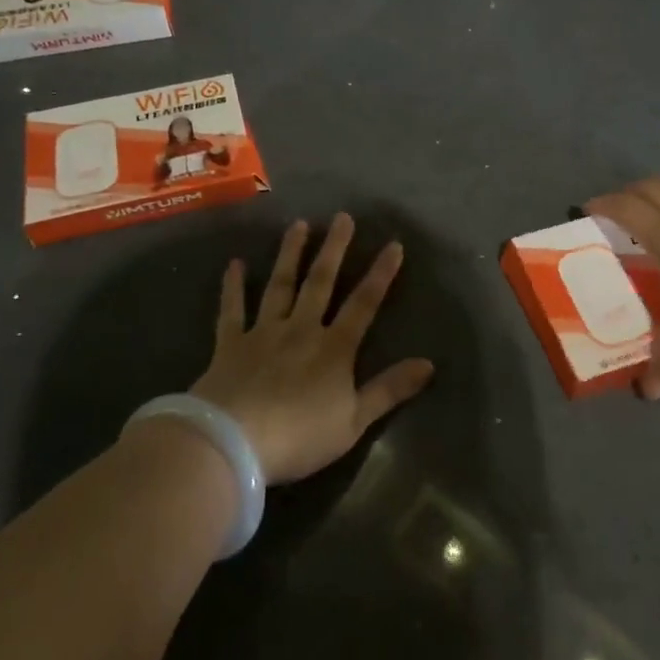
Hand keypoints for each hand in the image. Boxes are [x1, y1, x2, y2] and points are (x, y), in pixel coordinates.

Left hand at [191, 214, 433, 483]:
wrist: (233, 443)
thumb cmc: (299, 436)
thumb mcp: (354, 421)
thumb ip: (389, 389)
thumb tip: (429, 364)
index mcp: (334, 348)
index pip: (364, 304)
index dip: (380, 274)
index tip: (393, 244)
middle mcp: (301, 329)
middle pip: (320, 283)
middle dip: (334, 249)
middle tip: (342, 217)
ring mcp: (264, 333)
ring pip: (280, 285)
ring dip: (290, 254)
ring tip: (299, 225)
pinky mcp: (230, 344)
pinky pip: (232, 309)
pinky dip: (233, 286)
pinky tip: (234, 264)